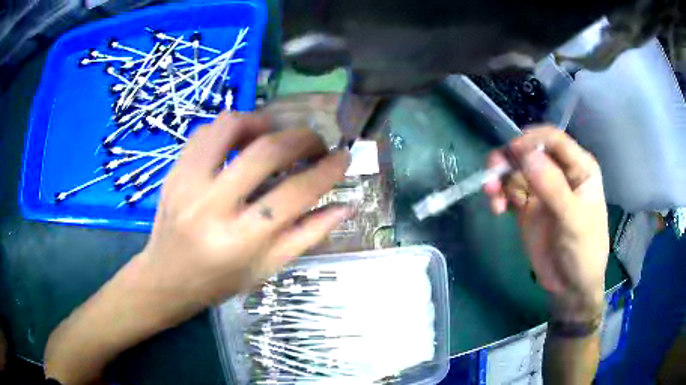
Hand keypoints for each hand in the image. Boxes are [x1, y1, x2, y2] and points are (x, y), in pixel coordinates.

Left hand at [137, 112, 351, 315]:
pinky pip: (206, 131)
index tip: (344, 156)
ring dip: (263, 123)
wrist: (166, 278)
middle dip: (302, 139)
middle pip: (267, 151)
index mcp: (241, 240)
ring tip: (276, 136)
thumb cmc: (219, 281)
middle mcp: (212, 206)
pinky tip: (241, 142)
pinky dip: (231, 127)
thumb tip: (346, 206)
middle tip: (315, 144)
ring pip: (232, 126)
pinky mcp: (174, 171)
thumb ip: (308, 235)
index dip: (327, 170)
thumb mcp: (267, 268)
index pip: (295, 193)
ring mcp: (187, 182)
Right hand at [484, 127, 608, 320]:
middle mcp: (559, 172)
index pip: (553, 140)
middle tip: (492, 173)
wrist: (571, 286)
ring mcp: (542, 189)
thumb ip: (552, 187)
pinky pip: (508, 191)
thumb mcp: (573, 221)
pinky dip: (499, 195)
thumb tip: (525, 154)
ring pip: (515, 170)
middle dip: (509, 159)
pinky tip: (497, 209)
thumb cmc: (583, 252)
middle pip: (529, 151)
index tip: (512, 154)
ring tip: (492, 196)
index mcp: (579, 168)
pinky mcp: (527, 206)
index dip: (531, 141)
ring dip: (500, 178)